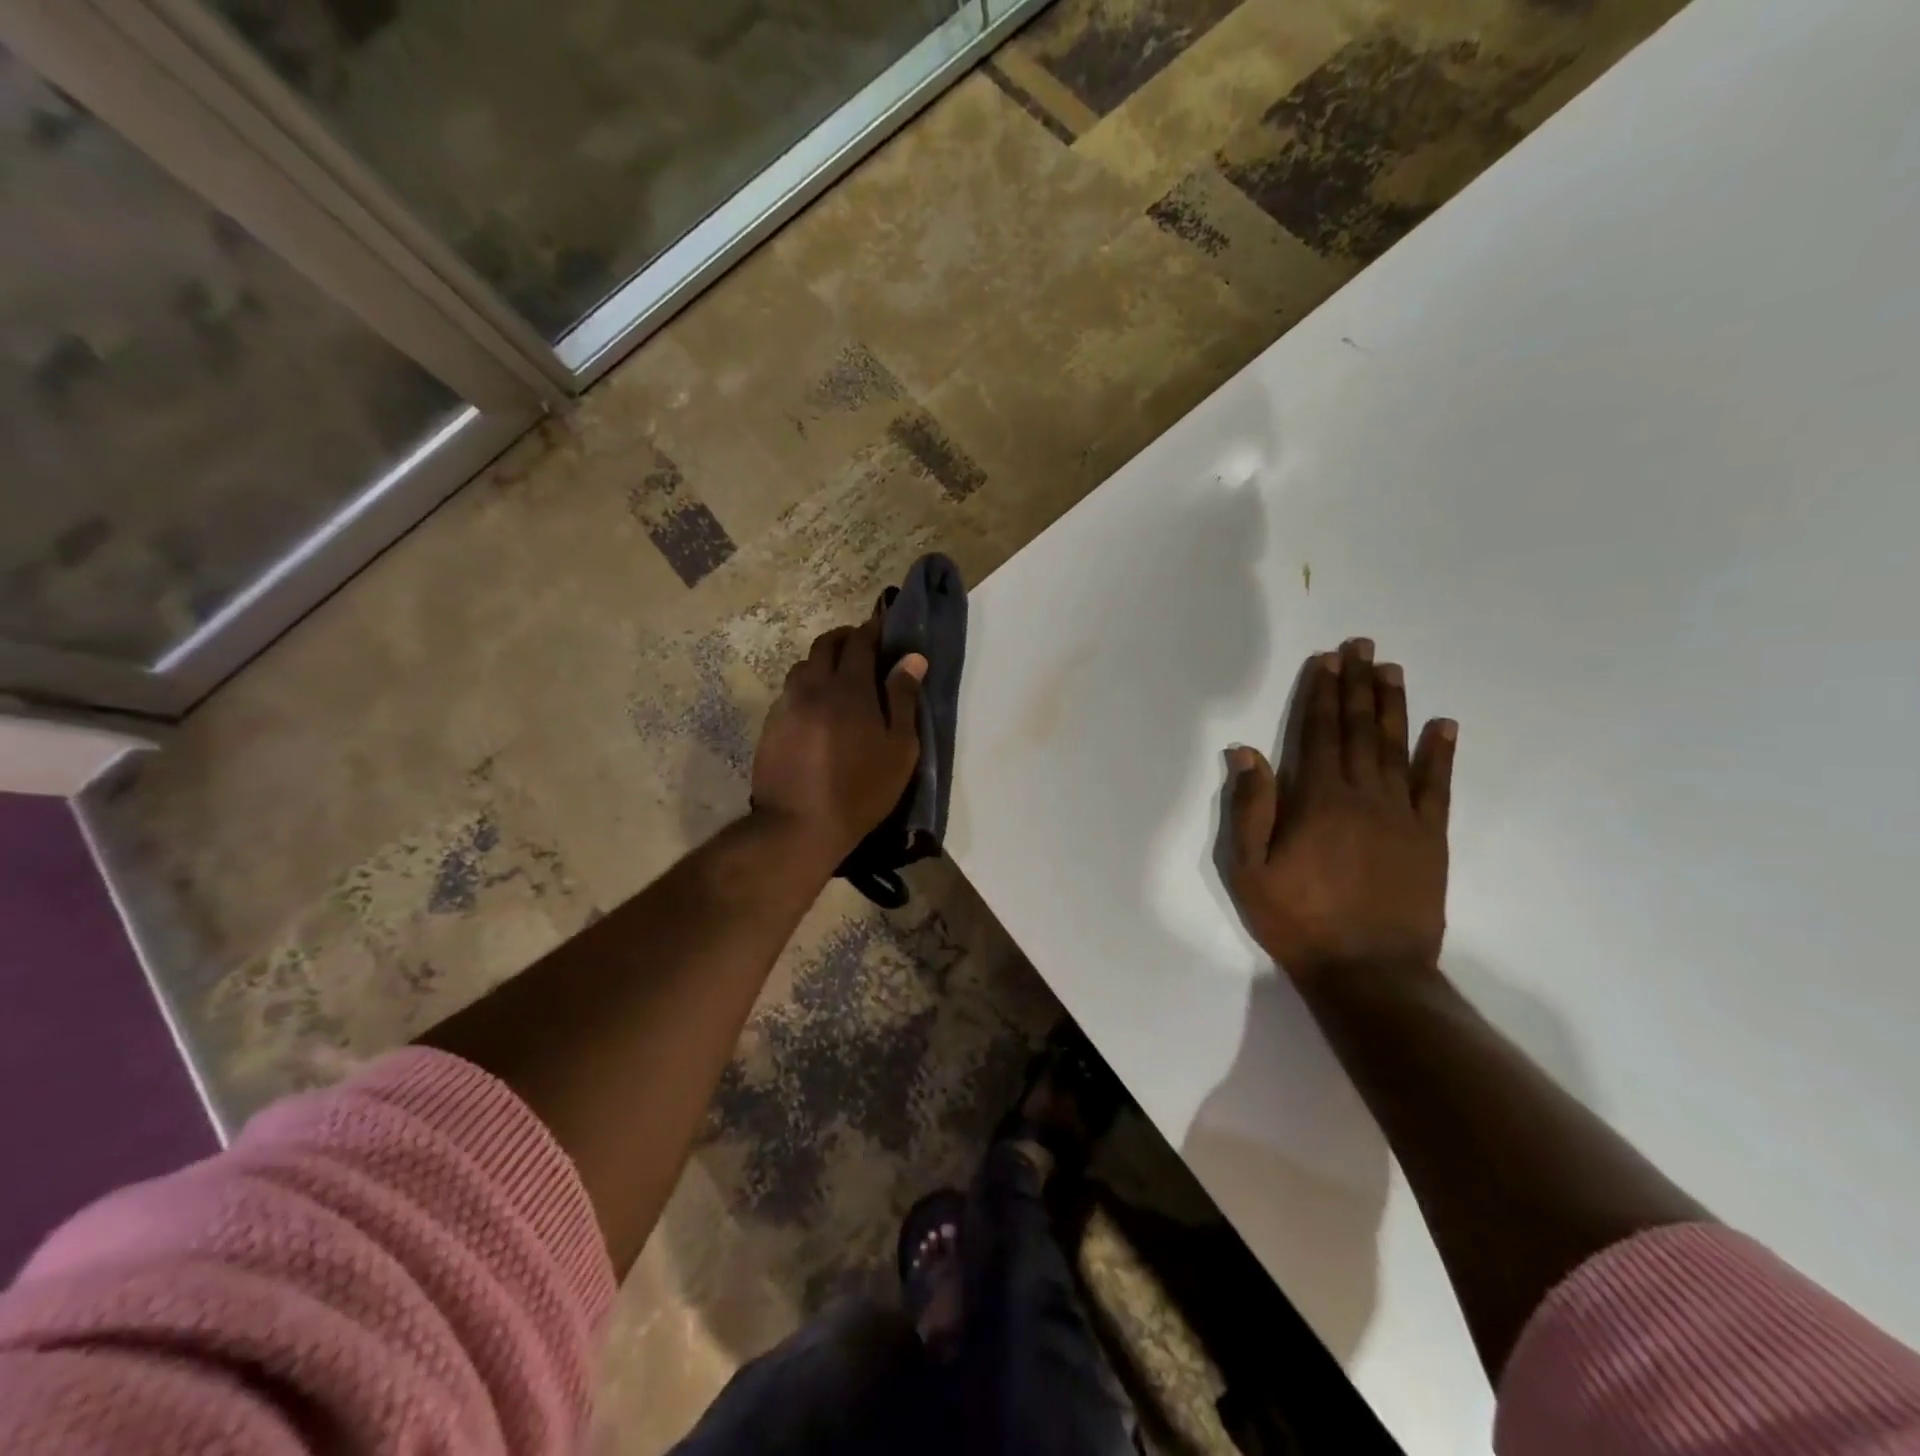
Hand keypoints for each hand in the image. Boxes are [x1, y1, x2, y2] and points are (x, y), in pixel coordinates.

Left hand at [751, 611, 926, 861]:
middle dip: (845, 638)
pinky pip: (789, 692)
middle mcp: (813, 687)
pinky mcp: (770, 725)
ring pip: (802, 667)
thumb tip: (912, 659)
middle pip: (825, 645)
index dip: (872, 629)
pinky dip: (805, 687)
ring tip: (836, 677)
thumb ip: (904, 699)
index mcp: (849, 688)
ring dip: (821, 662)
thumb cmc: (861, 789)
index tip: (882, 626)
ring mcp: (786, 705)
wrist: (799, 825)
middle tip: (861, 646)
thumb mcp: (899, 749)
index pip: (859, 642)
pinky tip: (815, 708)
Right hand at [1225, 638, 1456, 984]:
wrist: (1368, 971)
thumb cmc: (1297, 920)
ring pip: (1398, 748)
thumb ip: (1250, 807)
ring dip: (1393, 706)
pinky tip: (1444, 726)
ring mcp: (1403, 816)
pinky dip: (1440, 754)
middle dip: (1358, 685)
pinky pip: (1437, 787)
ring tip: (1392, 670)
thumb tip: (1246, 751)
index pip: (1320, 733)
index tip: (1328, 660)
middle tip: (1363, 646)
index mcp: (1317, 800)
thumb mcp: (1249, 869)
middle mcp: (1363, 796)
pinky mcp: (1431, 839)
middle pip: (1360, 730)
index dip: (1323, 694)